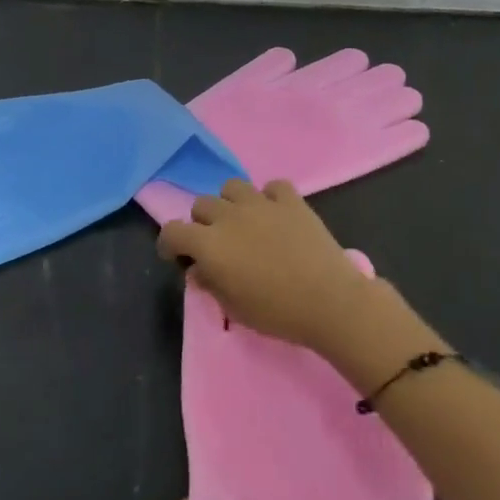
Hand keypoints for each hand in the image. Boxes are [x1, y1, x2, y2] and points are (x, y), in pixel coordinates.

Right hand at [155, 179, 386, 353]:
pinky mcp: (292, 200)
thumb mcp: (235, 308)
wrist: (329, 300)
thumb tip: (199, 270)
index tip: (179, 257)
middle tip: (217, 245)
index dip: (170, 243)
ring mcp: (262, 204)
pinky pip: (272, 187)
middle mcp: (230, 216)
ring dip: (231, 203)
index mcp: (209, 244)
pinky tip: (276, 214)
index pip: (172, 231)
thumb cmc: (277, 312)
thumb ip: (211, 284)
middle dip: (202, 224)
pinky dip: (270, 198)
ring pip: (232, 187)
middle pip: (201, 205)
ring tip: (244, 223)